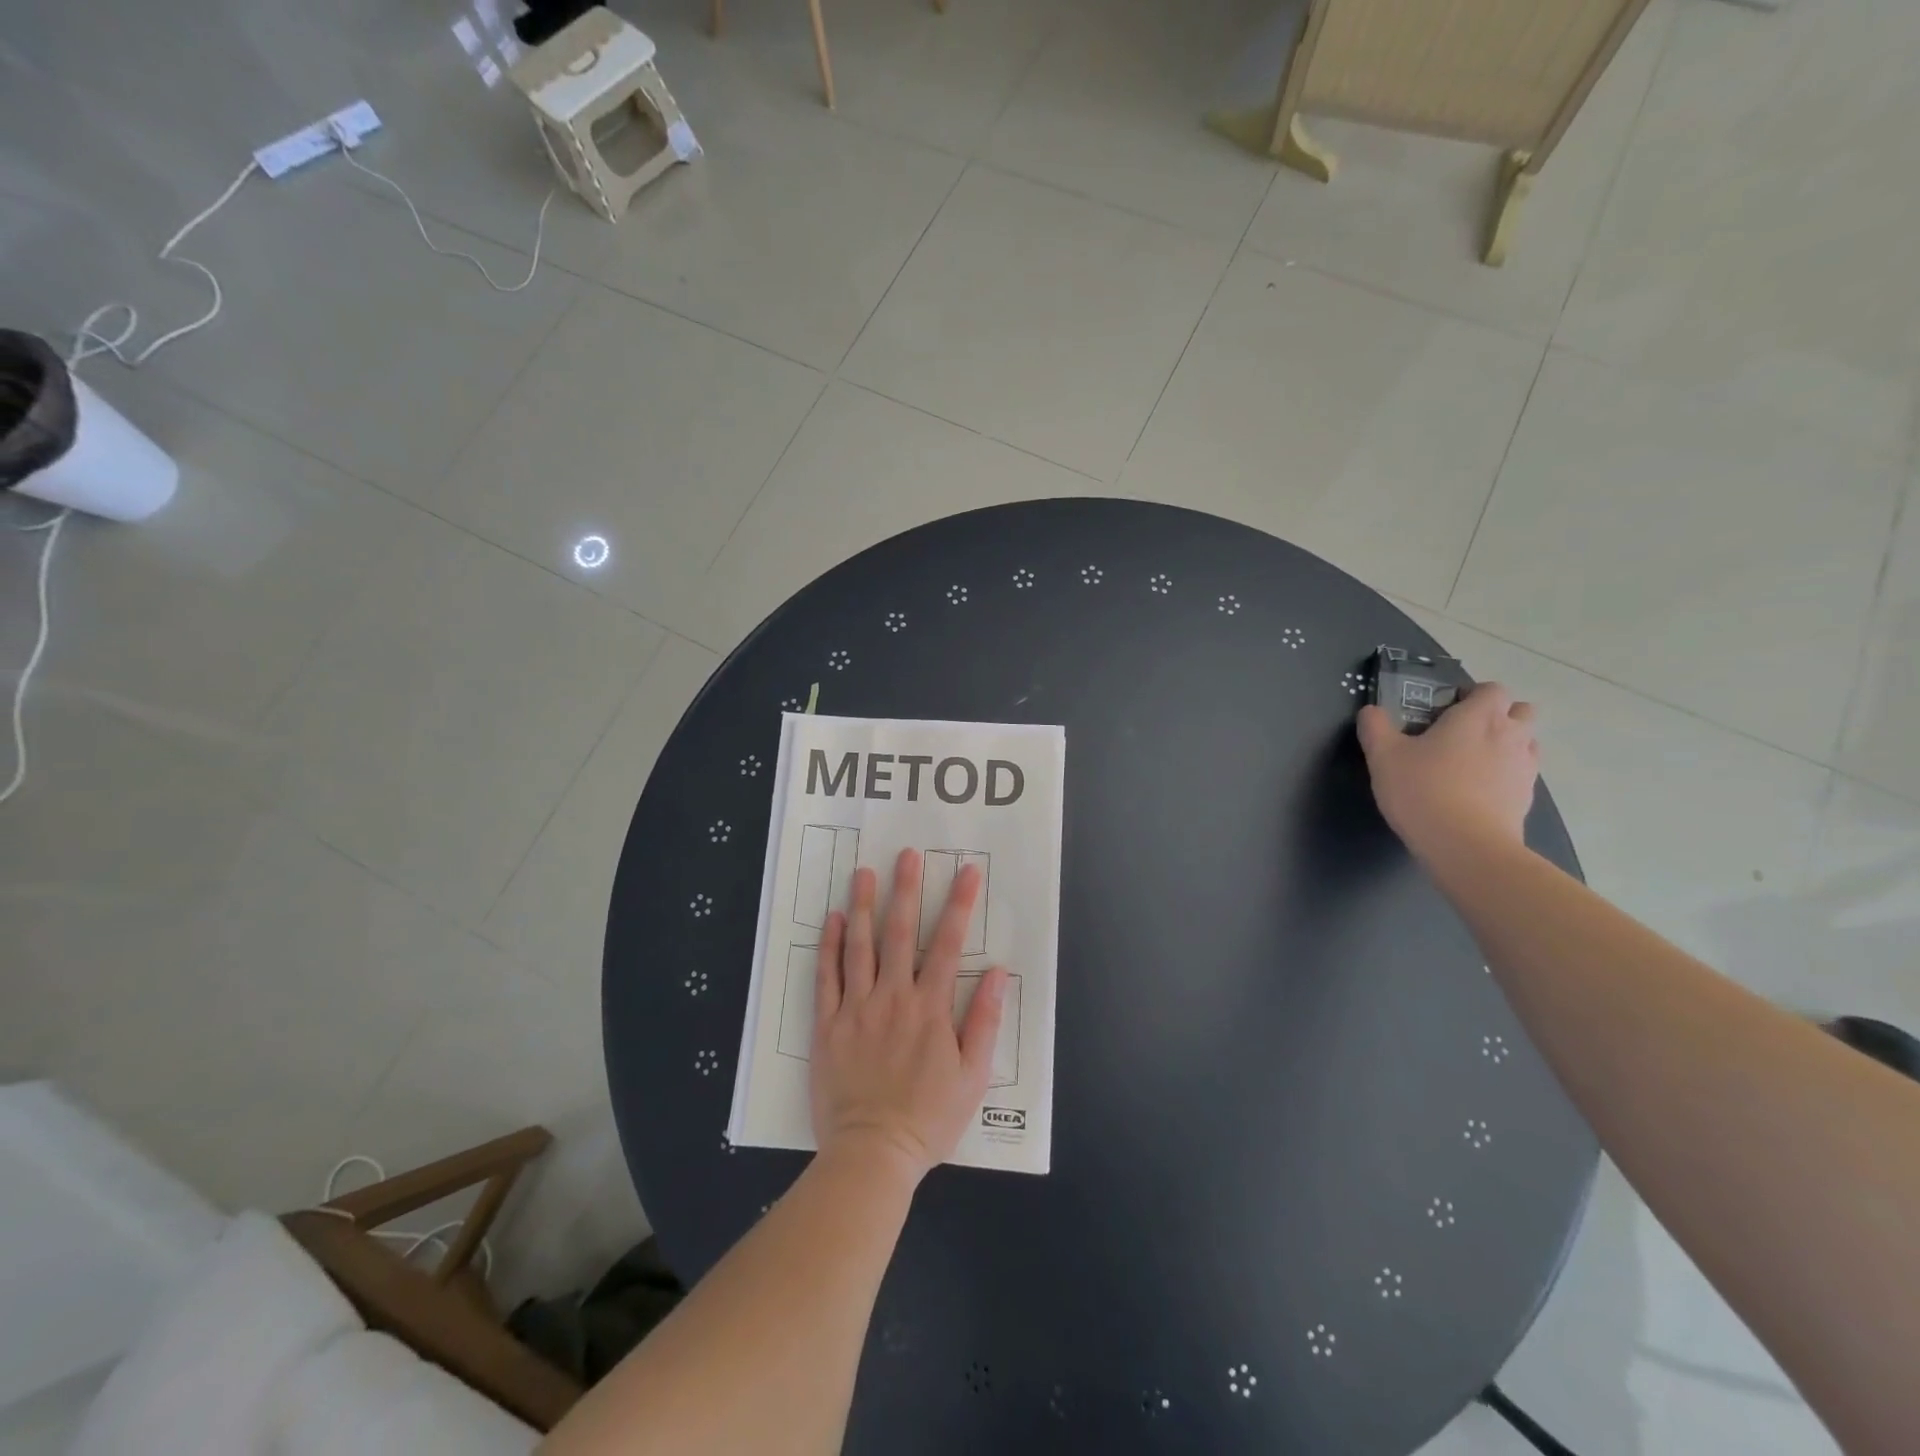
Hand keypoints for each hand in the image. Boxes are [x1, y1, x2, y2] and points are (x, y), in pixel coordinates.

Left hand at [811, 849, 1007, 1186]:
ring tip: (865, 872)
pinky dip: (829, 946)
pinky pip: (826, 978)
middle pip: (901, 933)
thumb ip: (984, 1021)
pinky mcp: (827, 1024)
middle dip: (907, 890)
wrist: (872, 1154)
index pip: (950, 944)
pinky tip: (833, 919)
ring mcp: (856, 1008)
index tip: (967, 871)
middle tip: (907, 854)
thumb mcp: (972, 1077)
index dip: (960, 904)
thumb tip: (998, 973)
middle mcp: (893, 998)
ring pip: (860, 946)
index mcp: (930, 1008)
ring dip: (865, 906)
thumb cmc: (929, 1118)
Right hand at [1356, 682, 1538, 859]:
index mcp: (1477, 717)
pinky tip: (1477, 791)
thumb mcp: (1383, 756)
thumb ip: (1375, 727)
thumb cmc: (1422, 790)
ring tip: (1471, 763)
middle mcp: (1510, 735)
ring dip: (1506, 744)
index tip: (1447, 711)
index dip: (1473, 695)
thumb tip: (1370, 710)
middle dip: (1499, 715)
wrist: (1465, 844)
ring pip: (1526, 742)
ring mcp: (1524, 766)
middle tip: (1464, 733)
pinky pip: (1522, 773)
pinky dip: (1506, 774)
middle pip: (1521, 711)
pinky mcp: (1527, 796)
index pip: (1493, 689)